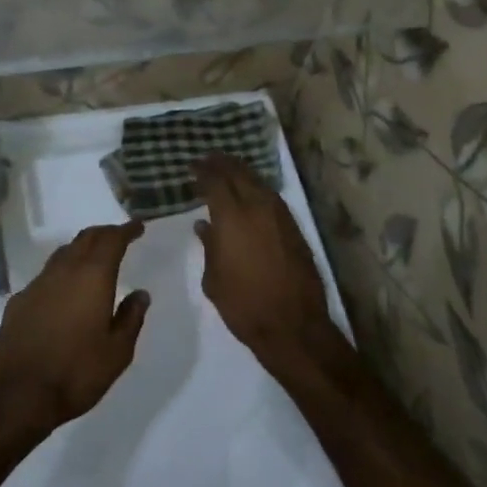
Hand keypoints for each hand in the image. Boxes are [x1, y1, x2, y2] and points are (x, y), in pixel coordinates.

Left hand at [0, 222, 150, 437]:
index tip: (137, 226)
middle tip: (119, 237)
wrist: (17, 393)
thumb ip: (131, 318)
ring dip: (82, 249)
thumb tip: (141, 294)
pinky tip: (64, 290)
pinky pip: (47, 274)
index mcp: (93, 276)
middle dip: (105, 233)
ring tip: (94, 258)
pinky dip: (62, 272)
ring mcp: (38, 283)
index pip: (112, 240)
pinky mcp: (20, 299)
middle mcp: (65, 270)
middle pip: (86, 238)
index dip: (126, 230)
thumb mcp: (117, 353)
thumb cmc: (76, 372)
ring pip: (64, 252)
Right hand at [194, 155, 341, 375]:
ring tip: (228, 171)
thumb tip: (204, 225)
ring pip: (258, 181)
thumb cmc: (244, 305)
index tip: (192, 166)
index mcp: (232, 217)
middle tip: (208, 160)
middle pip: (238, 173)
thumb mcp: (214, 279)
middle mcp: (257, 207)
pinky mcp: (294, 227)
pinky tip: (251, 194)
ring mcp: (280, 215)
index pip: (215, 181)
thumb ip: (209, 246)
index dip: (202, 170)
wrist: (294, 326)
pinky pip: (272, 196)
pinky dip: (257, 188)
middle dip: (222, 163)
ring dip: (241, 172)